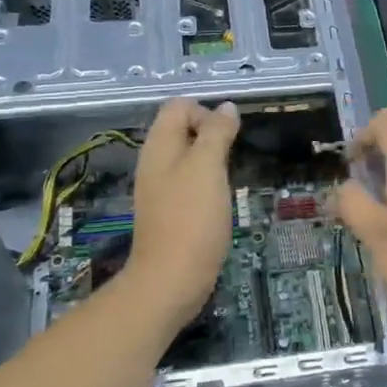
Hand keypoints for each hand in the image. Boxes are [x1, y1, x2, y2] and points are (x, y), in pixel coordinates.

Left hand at [127, 97, 240, 328]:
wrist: (172, 279)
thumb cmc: (192, 218)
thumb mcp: (208, 167)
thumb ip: (216, 133)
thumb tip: (226, 107)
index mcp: (159, 146)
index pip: (178, 106)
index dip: (206, 112)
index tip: (227, 137)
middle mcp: (155, 163)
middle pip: (182, 130)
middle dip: (212, 135)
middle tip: (232, 158)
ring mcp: (160, 189)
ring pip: (188, 158)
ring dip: (212, 161)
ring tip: (228, 179)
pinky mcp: (170, 212)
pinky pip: (189, 183)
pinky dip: (207, 184)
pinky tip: (219, 201)